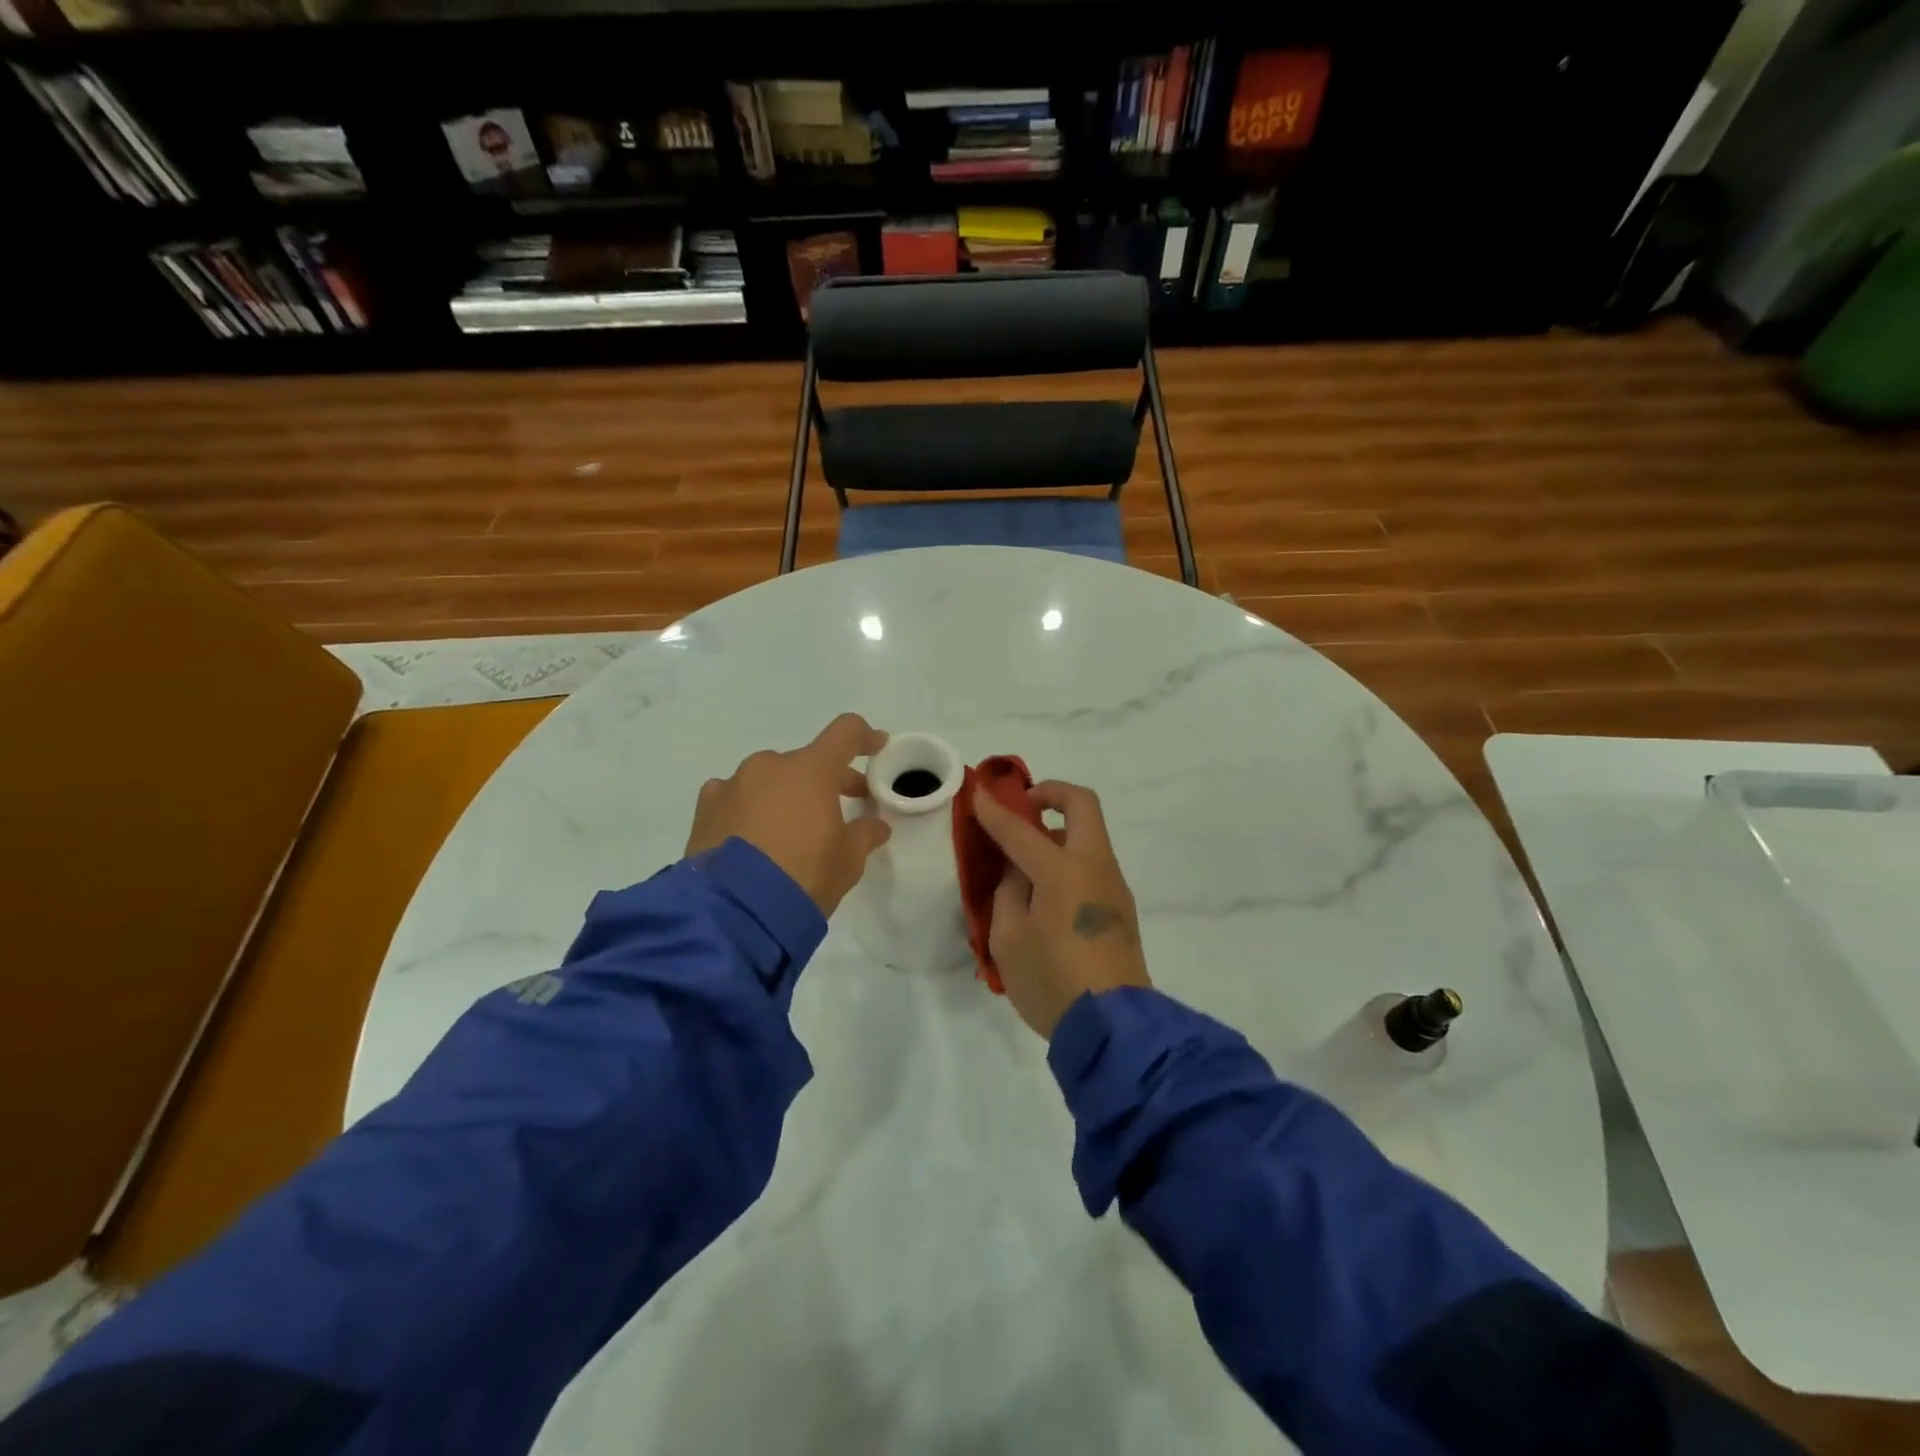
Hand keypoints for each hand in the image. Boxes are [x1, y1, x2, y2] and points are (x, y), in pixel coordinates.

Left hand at [686, 714, 891, 914]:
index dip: (865, 737)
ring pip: (768, 780)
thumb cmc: (803, 877)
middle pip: (806, 762)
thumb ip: (864, 835)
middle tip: (839, 811)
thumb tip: (875, 826)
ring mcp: (732, 785)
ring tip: (788, 833)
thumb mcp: (848, 861)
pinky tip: (750, 838)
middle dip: (826, 782)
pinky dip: (748, 809)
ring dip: (784, 796)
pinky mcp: (705, 809)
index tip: (877, 747)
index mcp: (810, 770)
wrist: (733, 913)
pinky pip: (734, 798)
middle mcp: (769, 766)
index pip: (845, 733)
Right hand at [971, 780, 1150, 1038]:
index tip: (977, 793)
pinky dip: (1067, 861)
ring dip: (1059, 832)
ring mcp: (1113, 886)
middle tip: (1023, 807)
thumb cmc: (1051, 982)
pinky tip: (1044, 894)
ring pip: (1090, 836)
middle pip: (1082, 804)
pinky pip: (1092, 866)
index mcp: (1063, 871)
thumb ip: (1009, 894)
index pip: (1021, 829)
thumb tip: (1020, 873)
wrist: (1114, 1029)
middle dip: (1051, 793)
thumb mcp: (1009, 939)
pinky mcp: (1121, 909)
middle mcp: (1095, 867)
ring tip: (1024, 865)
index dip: (995, 811)